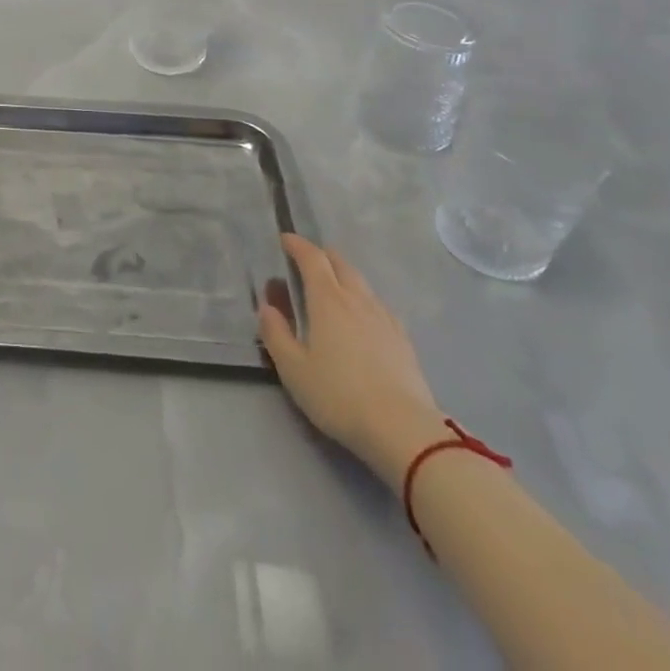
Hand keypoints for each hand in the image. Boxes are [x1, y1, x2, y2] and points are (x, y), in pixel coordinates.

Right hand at [258, 234, 444, 481]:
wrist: (403, 430)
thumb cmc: (339, 396)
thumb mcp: (293, 369)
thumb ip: (275, 334)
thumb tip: (267, 307)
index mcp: (328, 300)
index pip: (312, 258)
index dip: (297, 245)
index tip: (285, 240)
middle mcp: (357, 299)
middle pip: (340, 263)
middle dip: (322, 256)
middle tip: (308, 262)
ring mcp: (384, 318)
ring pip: (362, 283)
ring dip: (344, 276)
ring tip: (333, 288)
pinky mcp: (403, 339)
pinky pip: (378, 305)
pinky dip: (363, 300)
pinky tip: (363, 318)